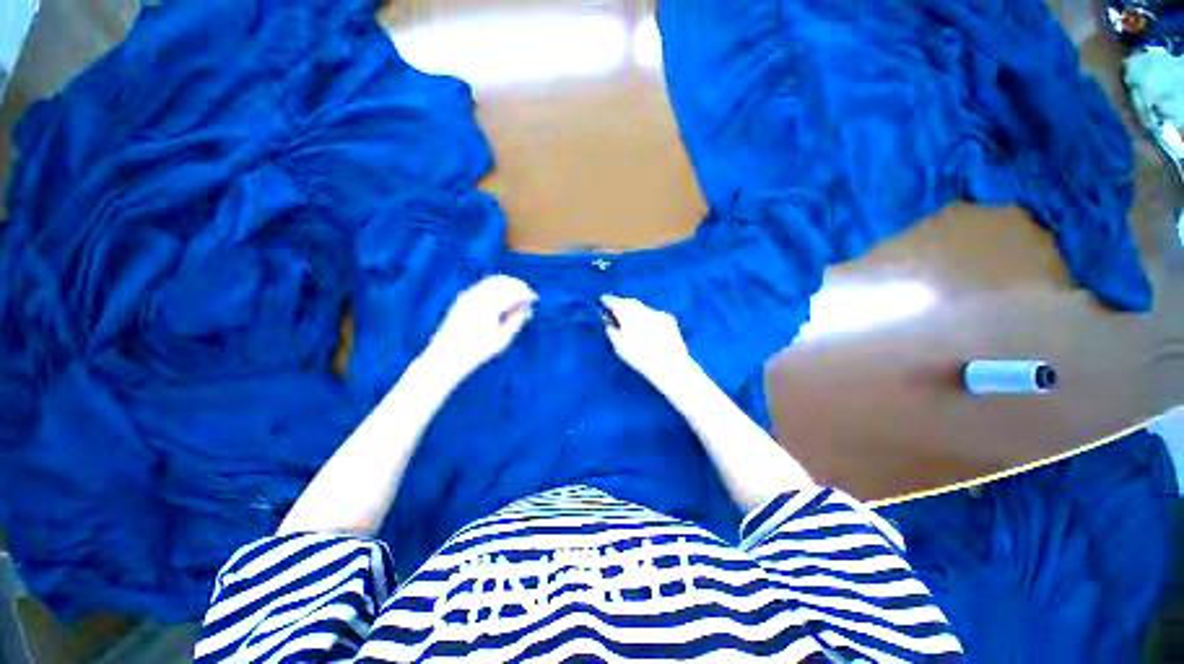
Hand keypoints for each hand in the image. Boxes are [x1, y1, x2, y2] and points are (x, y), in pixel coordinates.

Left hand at [422, 275, 537, 381]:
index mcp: (489, 308)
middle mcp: (477, 298)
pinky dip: (497, 286)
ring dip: (508, 283)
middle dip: (518, 285)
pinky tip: (504, 294)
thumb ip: (517, 321)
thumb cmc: (478, 351)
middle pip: (503, 283)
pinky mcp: (463, 297)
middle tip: (528, 292)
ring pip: (492, 281)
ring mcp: (468, 296)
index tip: (535, 298)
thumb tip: (527, 307)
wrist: (448, 355)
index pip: (512, 294)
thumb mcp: (503, 339)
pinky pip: (483, 285)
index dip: (526, 294)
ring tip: (519, 292)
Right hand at [600, 295, 695, 386]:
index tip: (602, 300)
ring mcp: (658, 313)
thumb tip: (606, 318)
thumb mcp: (620, 347)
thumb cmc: (641, 359)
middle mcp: (644, 311)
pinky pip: (652, 313)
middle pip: (630, 302)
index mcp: (630, 317)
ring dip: (633, 309)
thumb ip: (611, 329)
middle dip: (621, 303)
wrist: (671, 366)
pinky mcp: (669, 318)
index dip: (609, 300)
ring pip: (642, 307)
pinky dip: (645, 315)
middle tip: (613, 307)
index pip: (616, 303)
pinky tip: (644, 325)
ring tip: (627, 316)